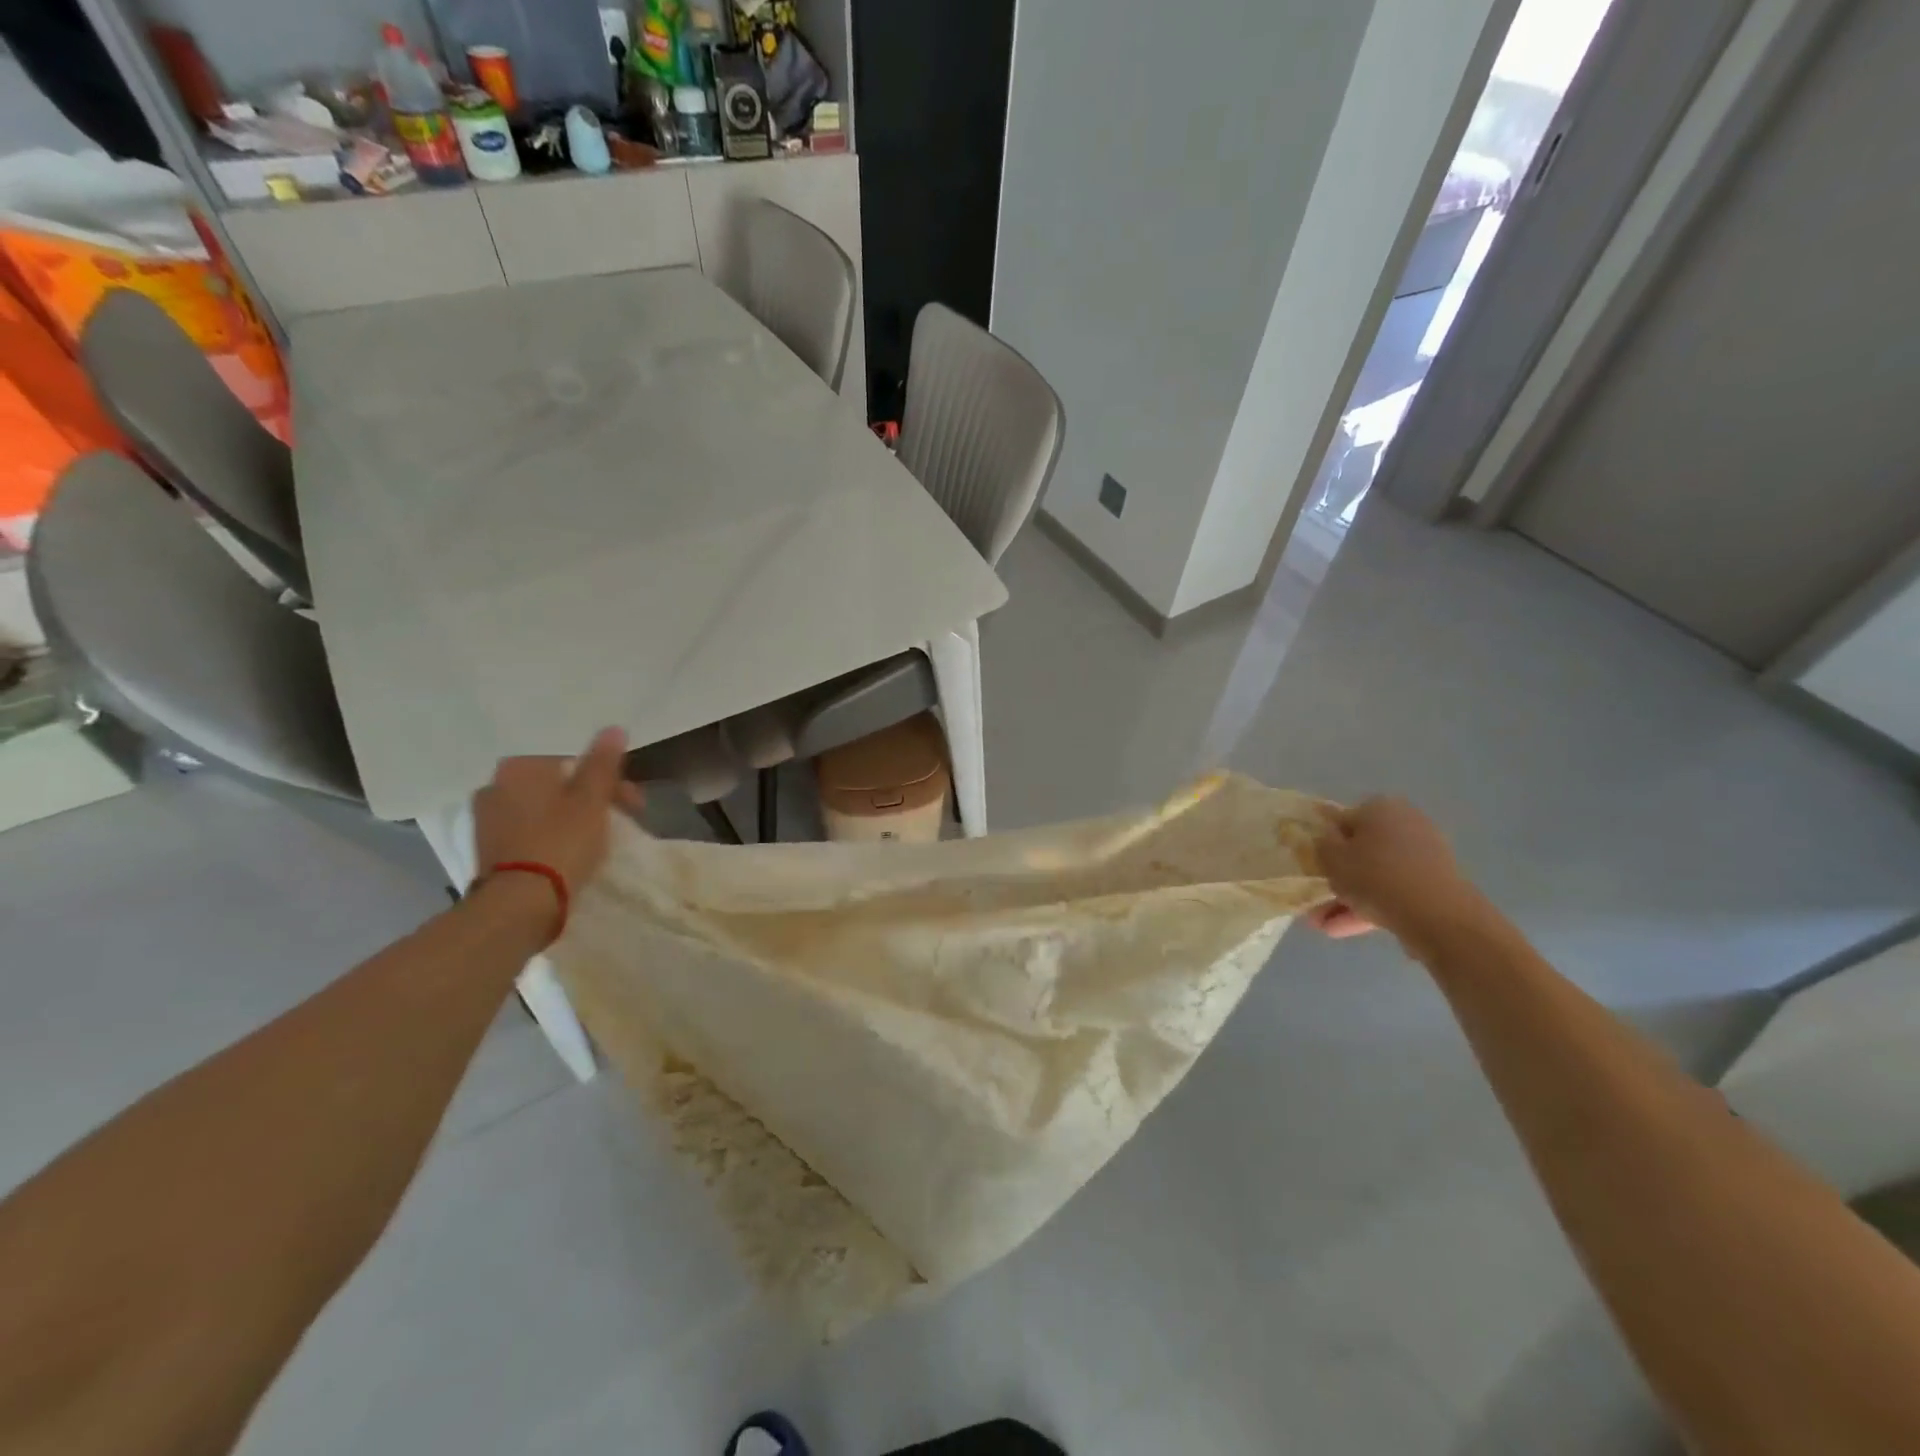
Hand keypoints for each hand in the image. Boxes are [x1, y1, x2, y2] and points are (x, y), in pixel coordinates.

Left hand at [472, 727, 639, 896]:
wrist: (519, 905)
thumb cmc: (561, 843)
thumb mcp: (592, 801)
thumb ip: (603, 763)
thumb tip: (613, 728)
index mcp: (520, 767)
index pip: (574, 760)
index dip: (609, 780)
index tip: (633, 804)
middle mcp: (495, 785)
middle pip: (557, 783)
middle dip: (591, 797)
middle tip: (621, 821)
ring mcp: (486, 819)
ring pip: (542, 806)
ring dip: (570, 815)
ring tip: (596, 839)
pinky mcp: (486, 849)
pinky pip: (528, 829)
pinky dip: (550, 834)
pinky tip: (568, 851)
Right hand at [1309, 798, 1483, 944]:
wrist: (1438, 916)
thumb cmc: (1375, 877)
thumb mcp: (1331, 858)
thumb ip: (1321, 844)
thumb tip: (1325, 838)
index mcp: (1380, 808)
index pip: (1342, 820)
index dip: (1324, 844)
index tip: (1313, 866)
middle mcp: (1405, 823)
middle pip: (1361, 850)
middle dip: (1338, 877)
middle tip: (1317, 898)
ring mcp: (1424, 855)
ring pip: (1376, 875)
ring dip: (1350, 898)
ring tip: (1324, 926)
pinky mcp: (1435, 884)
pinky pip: (1394, 891)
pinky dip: (1372, 907)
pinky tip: (1344, 930)